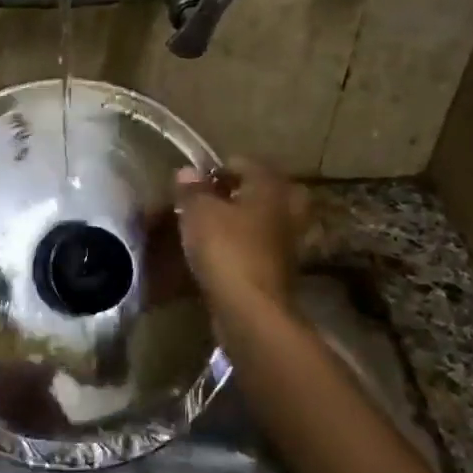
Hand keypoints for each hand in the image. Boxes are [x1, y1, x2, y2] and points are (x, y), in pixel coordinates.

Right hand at [174, 156, 304, 313]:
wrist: (250, 309)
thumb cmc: (226, 250)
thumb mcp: (199, 212)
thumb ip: (192, 190)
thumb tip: (187, 171)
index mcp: (269, 187)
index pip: (244, 163)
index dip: (216, 168)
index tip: (192, 182)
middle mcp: (285, 209)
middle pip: (259, 191)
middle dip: (234, 193)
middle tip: (207, 200)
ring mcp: (285, 242)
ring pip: (260, 220)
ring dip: (238, 220)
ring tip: (208, 227)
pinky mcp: (277, 270)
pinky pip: (256, 246)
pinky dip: (240, 245)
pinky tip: (218, 253)